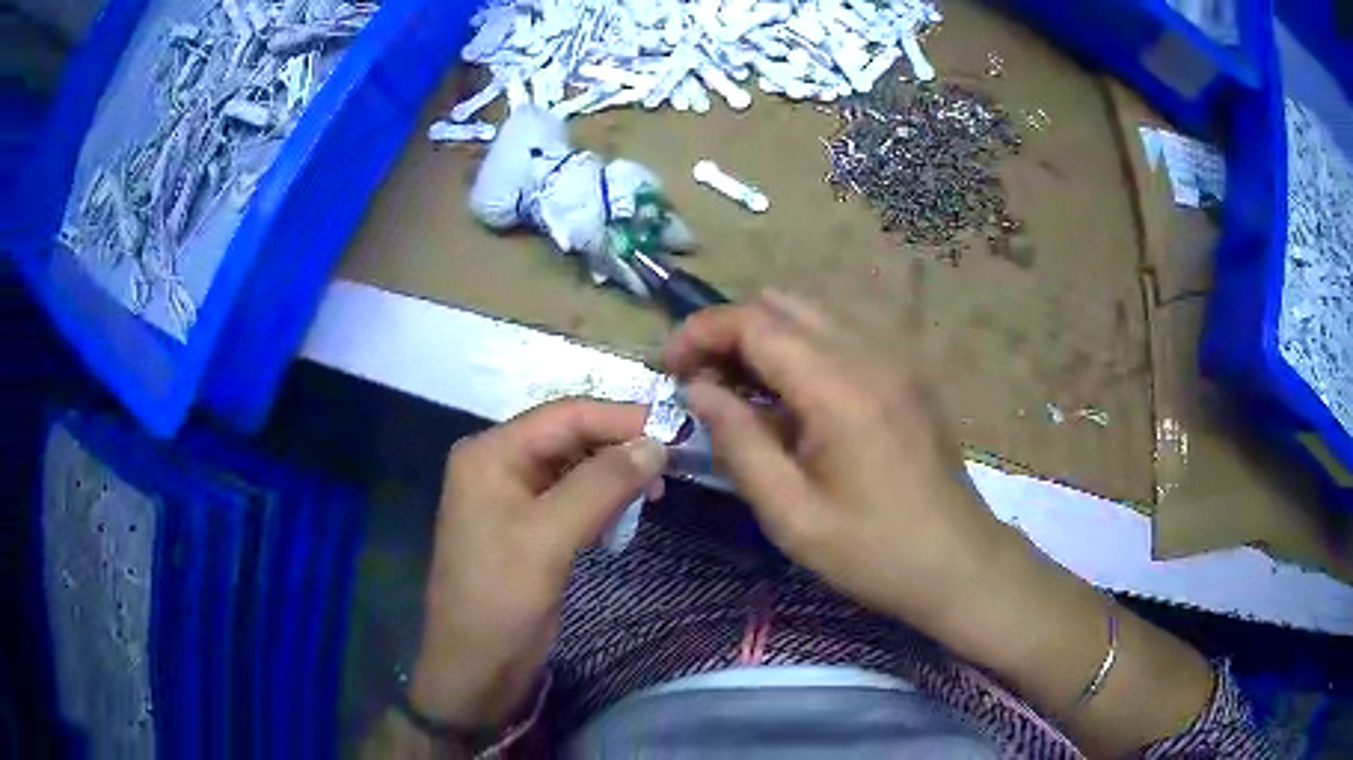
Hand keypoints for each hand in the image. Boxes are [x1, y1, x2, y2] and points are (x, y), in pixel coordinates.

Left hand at [410, 399, 666, 727]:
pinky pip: (573, 497)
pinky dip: (604, 500)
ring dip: (616, 474)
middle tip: (675, 460)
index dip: (621, 418)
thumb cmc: (502, 596)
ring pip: (575, 467)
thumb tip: (657, 442)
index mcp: (491, 452)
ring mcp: (515, 496)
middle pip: (570, 437)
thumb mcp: (550, 537)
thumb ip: (603, 484)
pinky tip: (629, 511)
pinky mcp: (530, 526)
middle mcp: (501, 463)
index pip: (564, 415)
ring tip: (659, 488)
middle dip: (621, 446)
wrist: (477, 664)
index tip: (675, 428)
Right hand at [664, 292, 1214, 754]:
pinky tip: (790, 403)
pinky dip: (800, 354)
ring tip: (737, 391)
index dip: (707, 327)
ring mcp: (899, 362)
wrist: (977, 572)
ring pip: (818, 313)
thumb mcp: (799, 515)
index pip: (760, 317)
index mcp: (851, 384)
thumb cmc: (890, 558)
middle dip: (733, 326)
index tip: (672, 360)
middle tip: (700, 378)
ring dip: (768, 340)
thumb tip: (707, 393)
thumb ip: (748, 443)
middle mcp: (879, 354)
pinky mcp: (910, 379)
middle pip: (789, 302)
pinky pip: (841, 340)